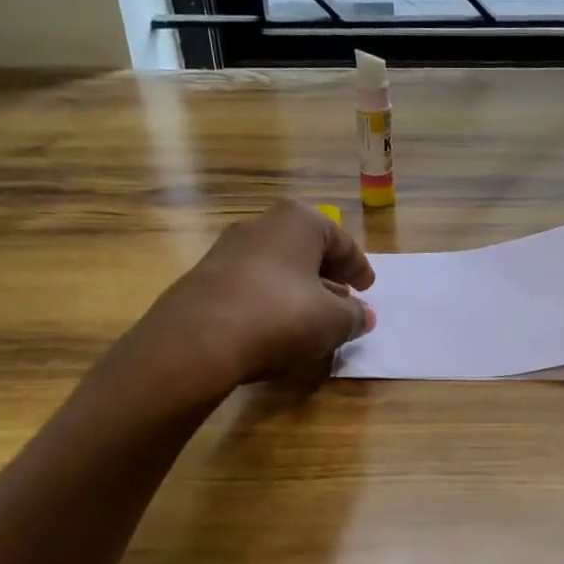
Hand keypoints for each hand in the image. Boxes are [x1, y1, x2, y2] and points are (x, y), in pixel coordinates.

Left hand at [126, 199, 376, 399]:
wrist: (195, 341)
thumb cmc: (280, 317)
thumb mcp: (333, 321)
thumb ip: (354, 316)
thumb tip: (362, 315)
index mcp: (298, 221)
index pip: (340, 240)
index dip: (358, 266)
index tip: (368, 289)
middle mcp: (260, 225)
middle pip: (305, 249)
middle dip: (327, 275)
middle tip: (343, 301)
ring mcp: (226, 250)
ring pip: (276, 267)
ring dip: (297, 289)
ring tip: (311, 318)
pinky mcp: (203, 279)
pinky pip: (250, 285)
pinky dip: (269, 300)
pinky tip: (275, 328)